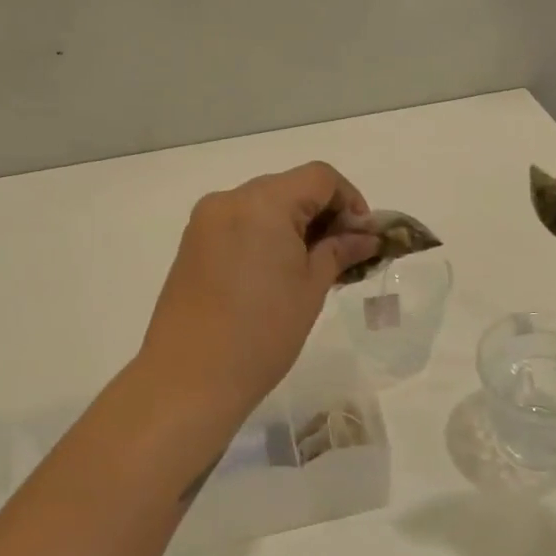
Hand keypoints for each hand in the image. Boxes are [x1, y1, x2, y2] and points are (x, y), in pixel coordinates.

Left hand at [138, 162, 379, 414]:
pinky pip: (240, 225)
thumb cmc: (262, 332)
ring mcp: (205, 222)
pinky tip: (278, 273)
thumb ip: (339, 251)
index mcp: (263, 202)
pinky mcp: (192, 246)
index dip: (350, 200)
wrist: (189, 378)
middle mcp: (229, 200)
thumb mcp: (311, 288)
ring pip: (264, 206)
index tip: (363, 237)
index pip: (320, 177)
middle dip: (323, 214)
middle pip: (290, 188)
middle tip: (345, 254)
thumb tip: (366, 237)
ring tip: (314, 267)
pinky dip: (266, 237)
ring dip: (295, 226)